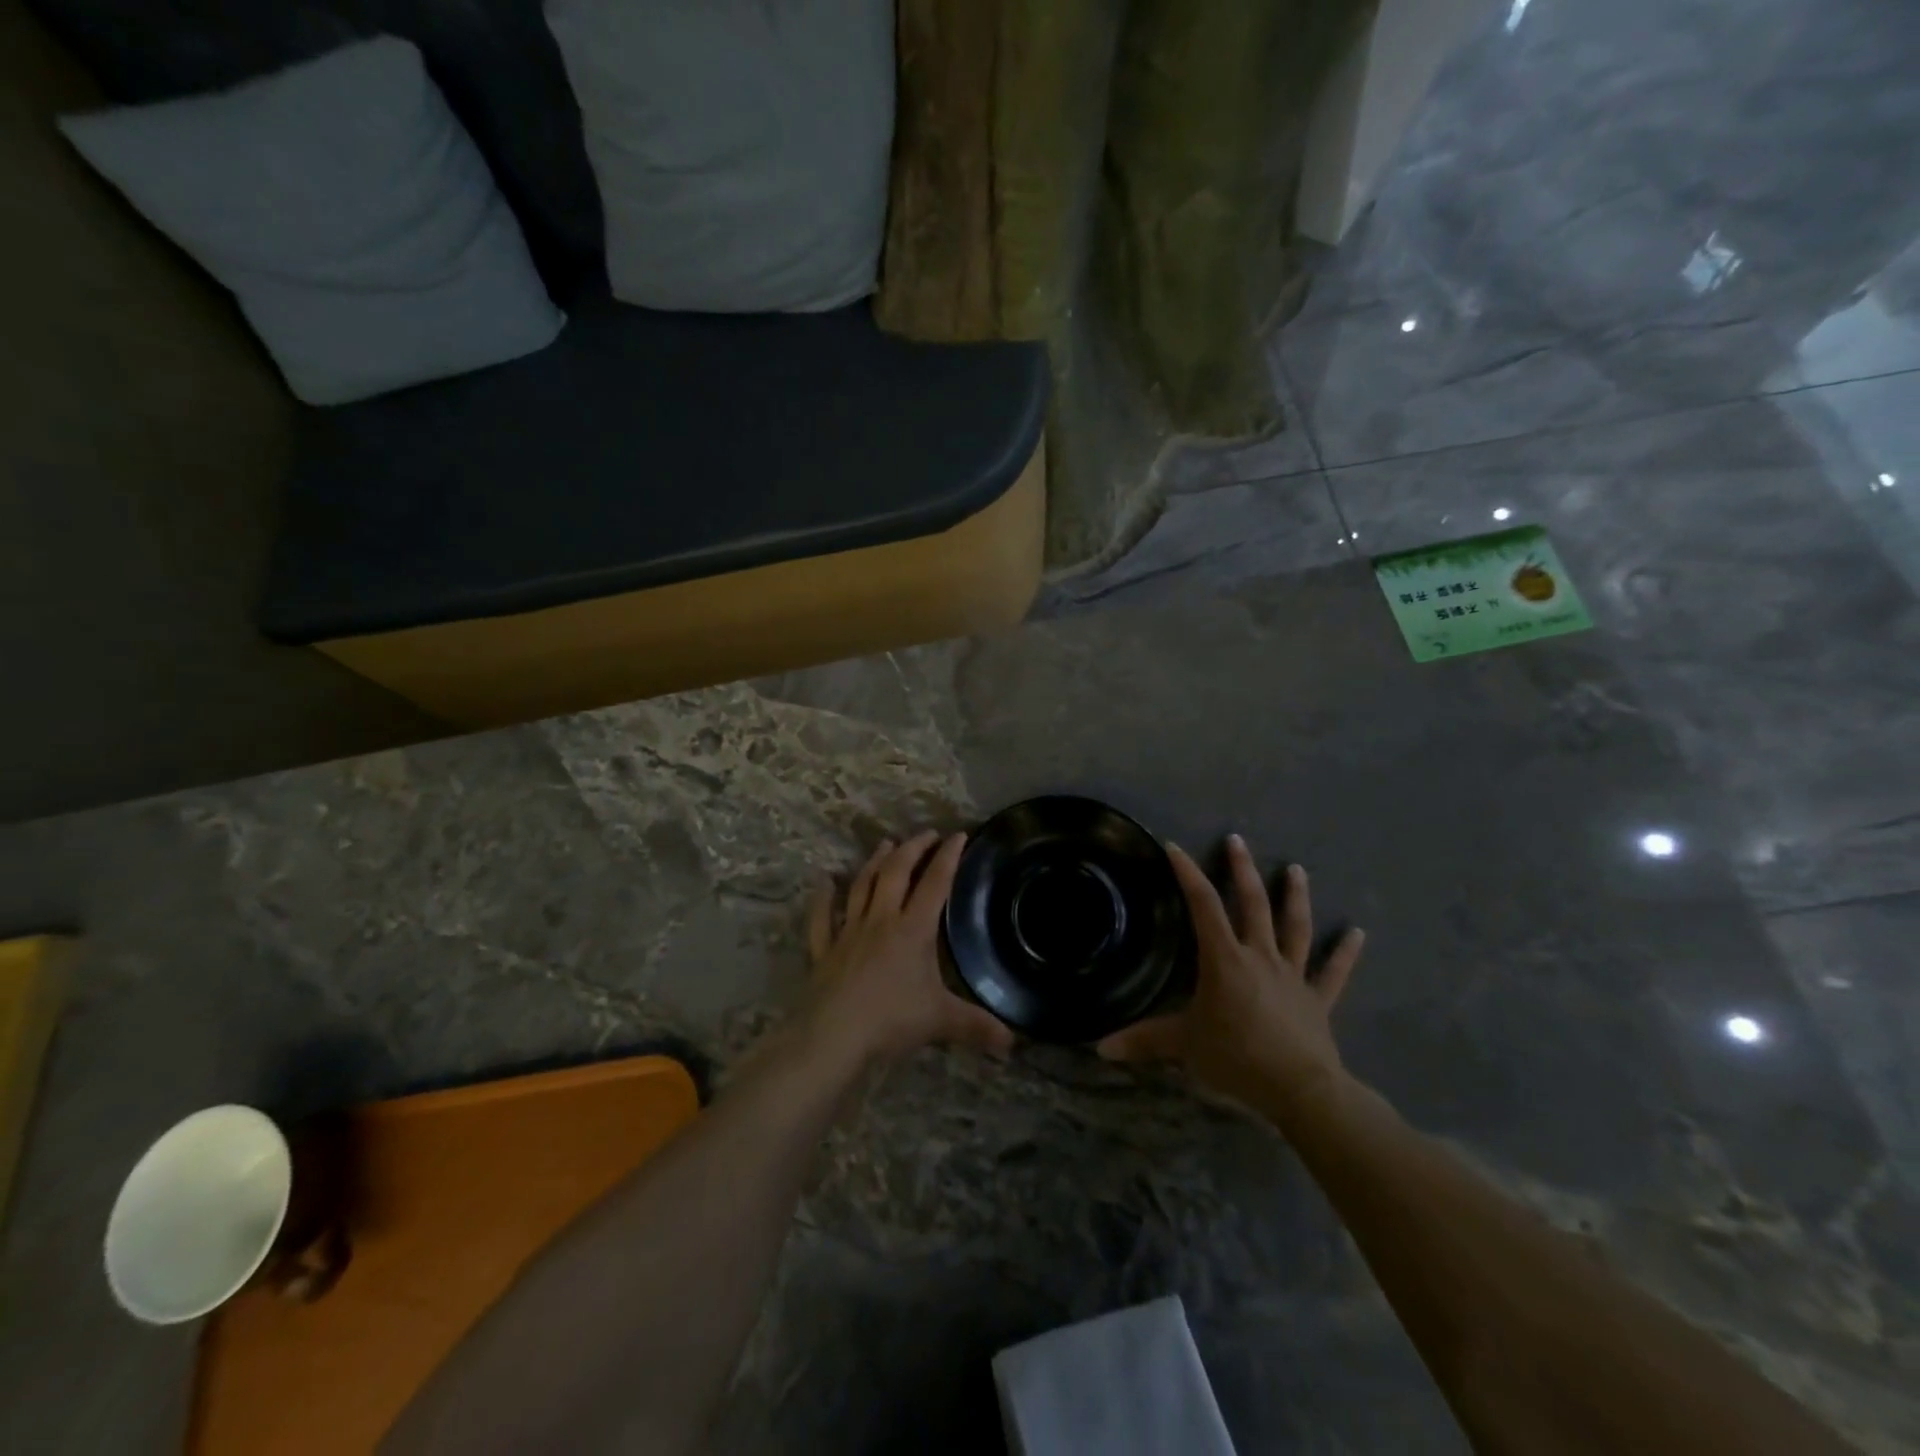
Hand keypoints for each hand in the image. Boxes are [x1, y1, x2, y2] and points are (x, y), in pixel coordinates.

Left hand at [803, 831, 1015, 1069]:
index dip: (948, 857)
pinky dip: (823, 898)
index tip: (958, 835)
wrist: (833, 1036)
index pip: (935, 883)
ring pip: (862, 886)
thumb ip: (977, 1026)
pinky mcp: (824, 949)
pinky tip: (825, 882)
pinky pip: (822, 917)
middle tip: (926, 834)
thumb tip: (1012, 1042)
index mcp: (912, 930)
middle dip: (913, 849)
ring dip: (875, 862)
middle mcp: (881, 920)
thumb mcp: (941, 1021)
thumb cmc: (891, 1020)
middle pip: (896, 873)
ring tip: (886, 844)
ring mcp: (848, 932)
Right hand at [1097, 836, 1364, 1119]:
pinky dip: (1345, 952)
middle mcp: (1260, 956)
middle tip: (1237, 840)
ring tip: (1296, 870)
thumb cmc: (1237, 1057)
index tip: (1175, 848)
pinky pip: (1334, 972)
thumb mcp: (1184, 1046)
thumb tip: (1101, 1048)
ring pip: (1294, 927)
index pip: (1203, 906)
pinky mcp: (1318, 999)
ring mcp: (1292, 975)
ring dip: (1295, 897)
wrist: (1300, 1088)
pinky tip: (1358, 933)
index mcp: (1225, 959)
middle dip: (1243, 870)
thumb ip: (1145, 1041)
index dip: (1188, 874)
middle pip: (1253, 904)